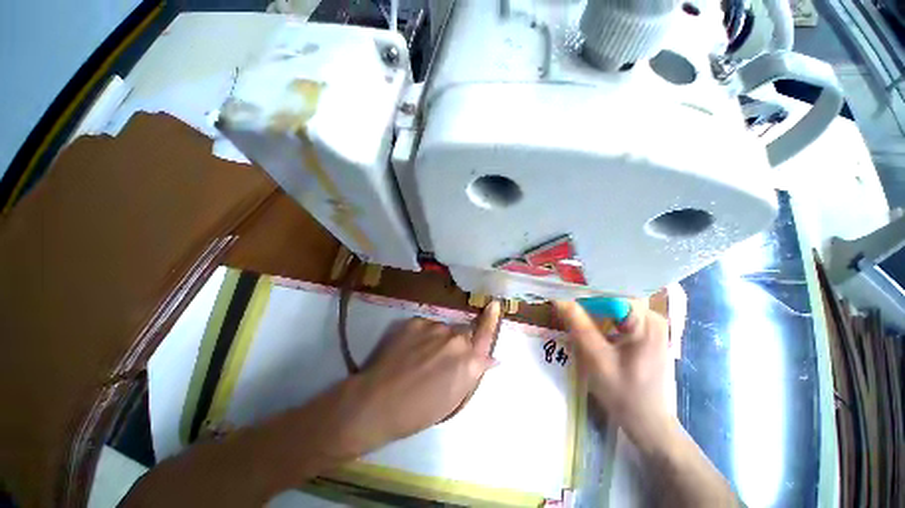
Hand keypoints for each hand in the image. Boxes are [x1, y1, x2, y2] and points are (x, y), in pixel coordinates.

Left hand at [342, 301, 501, 452]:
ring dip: (438, 339)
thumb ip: (473, 373)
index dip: (491, 319)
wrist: (377, 401)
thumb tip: (491, 359)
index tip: (494, 304)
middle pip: (463, 334)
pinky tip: (409, 350)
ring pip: (443, 329)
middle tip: (439, 360)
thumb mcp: (453, 399)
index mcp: (469, 363)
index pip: (485, 335)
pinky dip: (423, 335)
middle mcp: (456, 340)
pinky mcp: (416, 321)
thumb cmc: (419, 411)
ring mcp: (435, 327)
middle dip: (457, 344)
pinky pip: (427, 326)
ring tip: (420, 357)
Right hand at [554, 300, 672, 445]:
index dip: (584, 289)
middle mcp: (652, 318)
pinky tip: (587, 324)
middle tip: (562, 300)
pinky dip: (601, 319)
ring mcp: (650, 327)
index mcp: (646, 320)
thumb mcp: (596, 358)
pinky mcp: (645, 336)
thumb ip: (578, 324)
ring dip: (592, 309)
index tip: (561, 290)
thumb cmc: (625, 393)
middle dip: (587, 299)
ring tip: (570, 309)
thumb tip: (558, 297)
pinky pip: (618, 318)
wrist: (650, 425)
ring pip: (614, 307)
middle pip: (613, 297)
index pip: (610, 291)